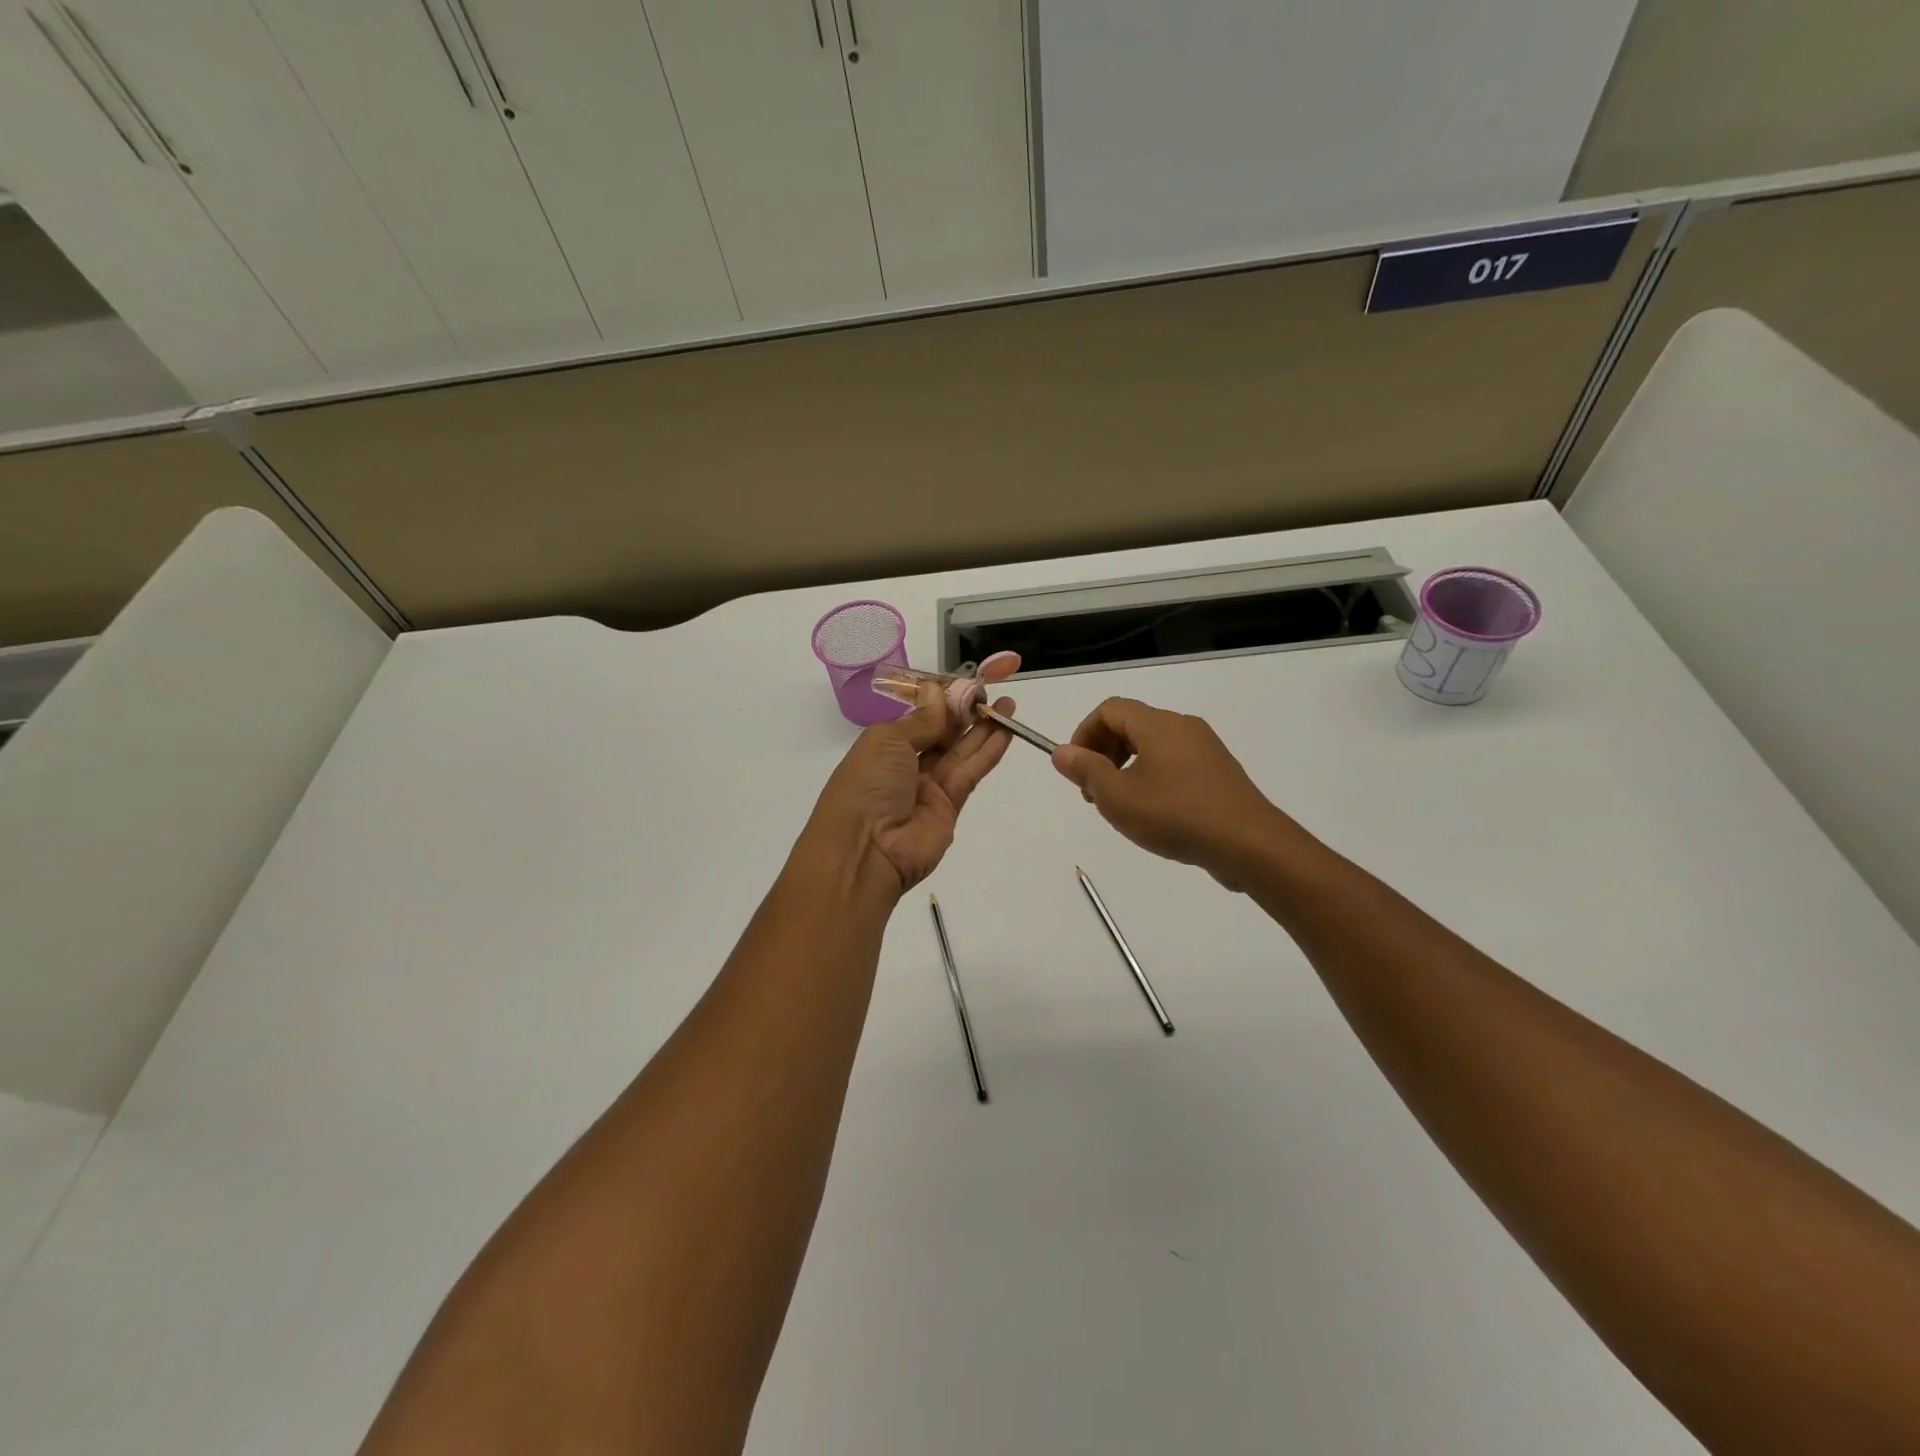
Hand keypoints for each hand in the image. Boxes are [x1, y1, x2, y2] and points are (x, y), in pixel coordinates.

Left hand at [807, 656, 1020, 894]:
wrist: (866, 850)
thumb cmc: (866, 786)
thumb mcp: (887, 741)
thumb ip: (921, 719)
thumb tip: (937, 691)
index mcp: (884, 745)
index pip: (919, 717)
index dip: (943, 700)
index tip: (967, 683)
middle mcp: (906, 764)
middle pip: (942, 733)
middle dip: (967, 712)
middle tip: (994, 691)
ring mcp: (928, 786)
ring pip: (960, 751)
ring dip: (984, 729)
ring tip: (1008, 706)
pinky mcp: (949, 806)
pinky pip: (970, 772)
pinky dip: (988, 752)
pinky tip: (1006, 732)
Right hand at [1051, 697, 1286, 888]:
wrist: (1249, 844)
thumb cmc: (1175, 815)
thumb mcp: (1118, 797)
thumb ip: (1086, 770)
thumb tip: (1061, 752)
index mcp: (1158, 725)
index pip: (1110, 710)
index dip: (1084, 734)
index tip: (1077, 769)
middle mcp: (1183, 727)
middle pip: (1131, 725)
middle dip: (1103, 753)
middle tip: (1094, 792)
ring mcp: (1205, 749)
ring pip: (1153, 746)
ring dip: (1126, 767)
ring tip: (1122, 806)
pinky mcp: (1219, 772)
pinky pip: (1175, 763)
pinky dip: (1152, 777)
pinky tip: (1154, 814)